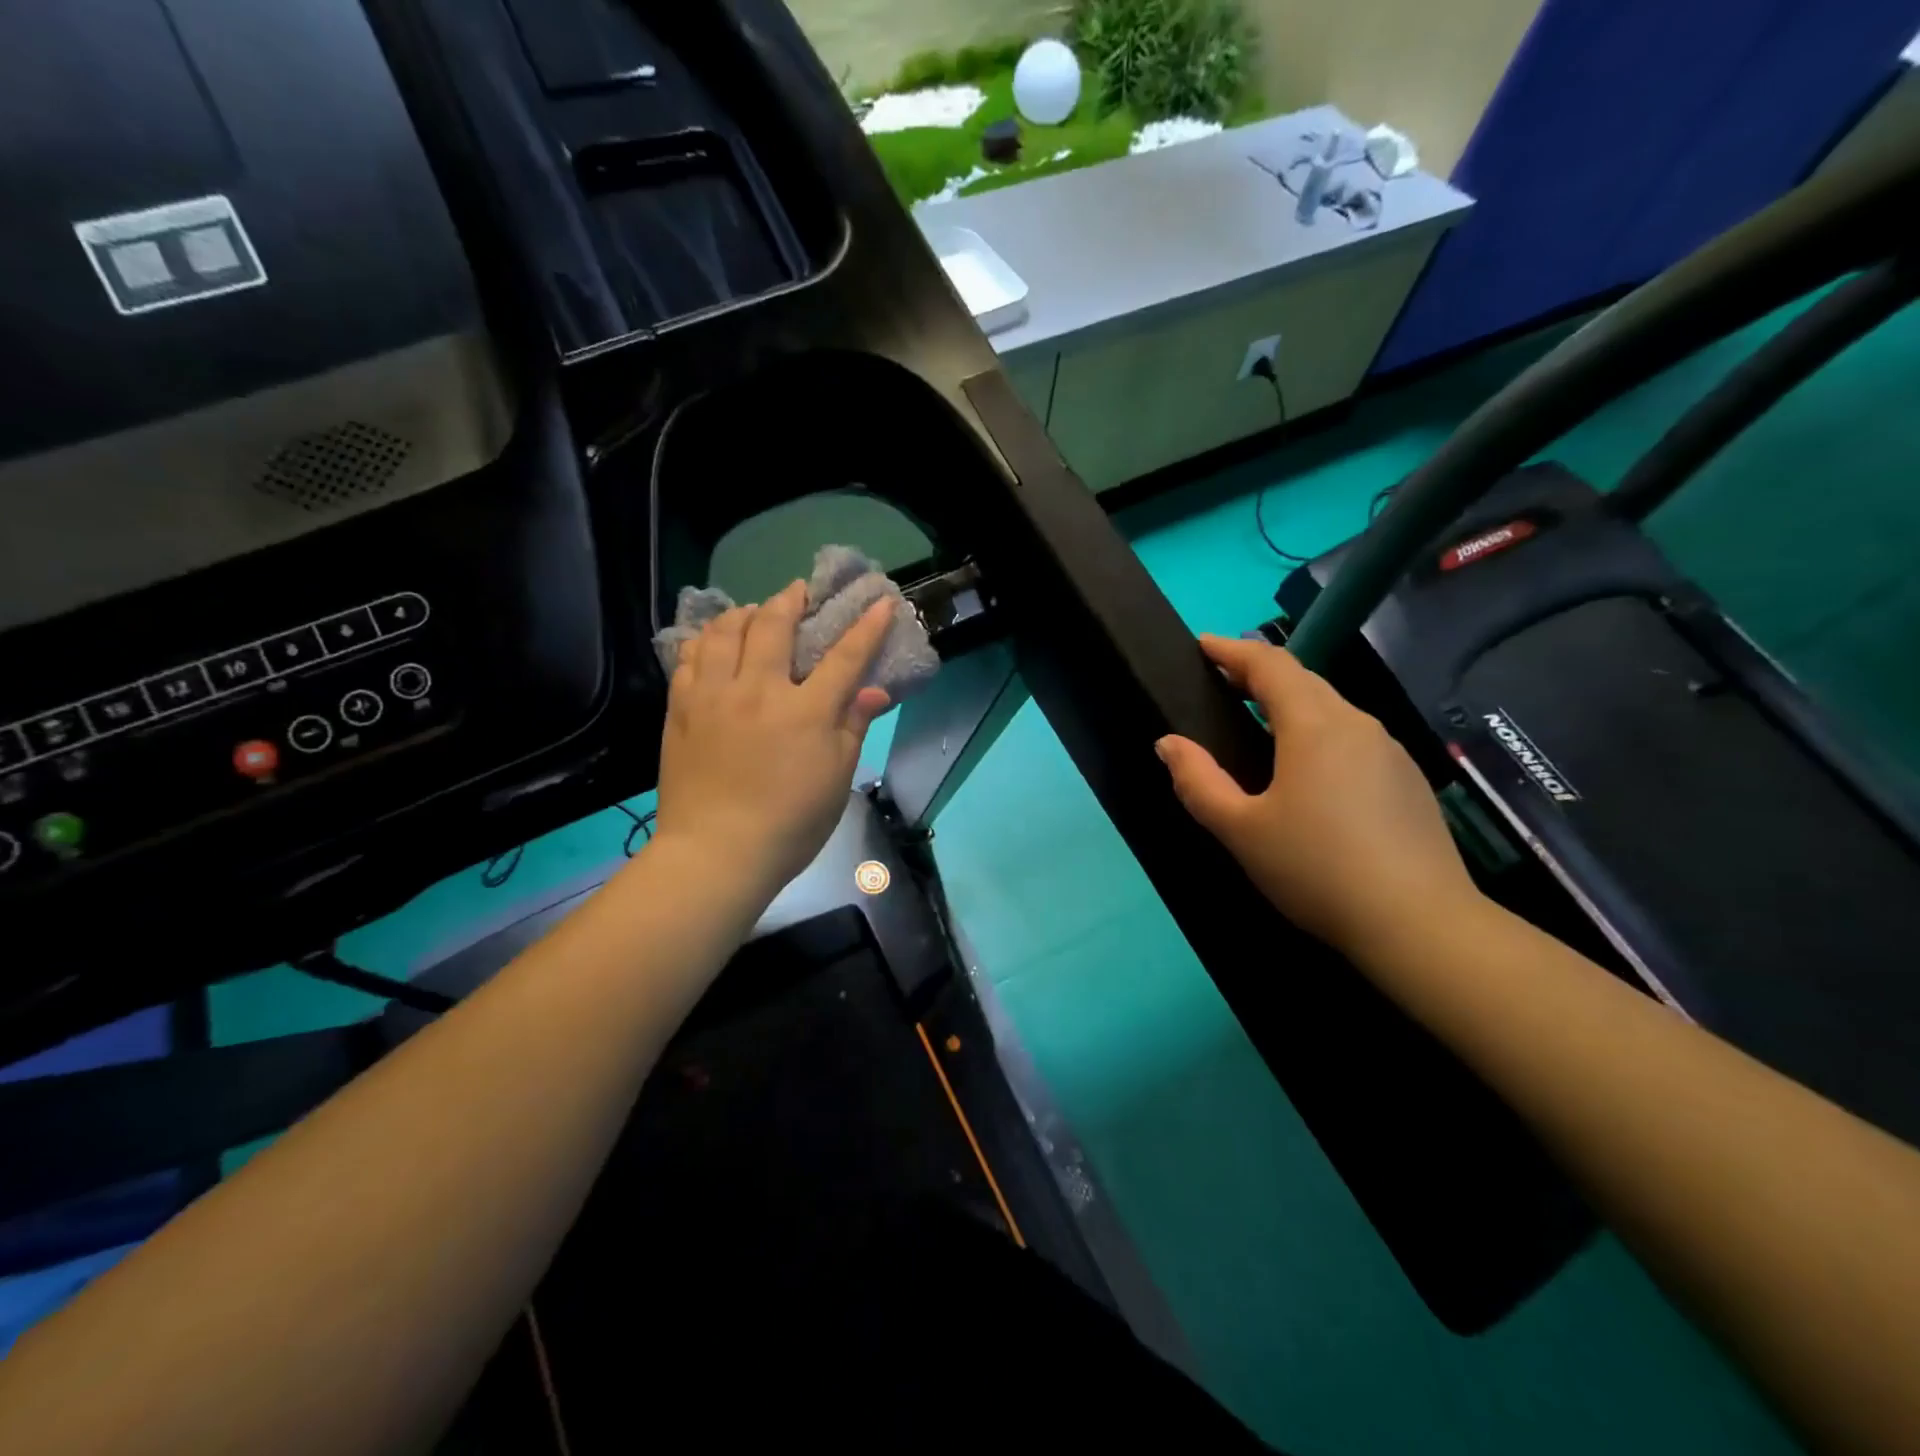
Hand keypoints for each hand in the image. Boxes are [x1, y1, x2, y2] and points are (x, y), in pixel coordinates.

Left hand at [655, 581, 893, 906]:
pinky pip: (689, 658)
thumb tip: (875, 691)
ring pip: (724, 632)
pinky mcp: (681, 710)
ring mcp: (714, 697)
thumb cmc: (790, 824)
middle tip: (798, 592)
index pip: (844, 657)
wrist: (716, 853)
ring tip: (752, 611)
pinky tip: (712, 642)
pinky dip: (704, 640)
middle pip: (774, 626)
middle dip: (791, 600)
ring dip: (743, 613)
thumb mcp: (836, 780)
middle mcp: (758, 691)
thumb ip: (853, 727)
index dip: (866, 627)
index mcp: (805, 712)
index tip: (880, 602)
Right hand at [1155, 634, 1481, 960]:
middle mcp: (1357, 724)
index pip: (1270, 665)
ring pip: (1331, 709)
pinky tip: (1305, 769)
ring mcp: (1389, 751)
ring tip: (1256, 722)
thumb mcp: (1241, 830)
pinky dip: (1316, 732)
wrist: (1419, 925)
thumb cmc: (1317, 869)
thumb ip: (1198, 782)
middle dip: (1258, 673)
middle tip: (1220, 681)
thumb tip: (1168, 743)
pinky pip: (1351, 737)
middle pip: (1303, 680)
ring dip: (1290, 703)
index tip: (1202, 645)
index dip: (1232, 650)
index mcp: (1314, 726)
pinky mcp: (1406, 780)